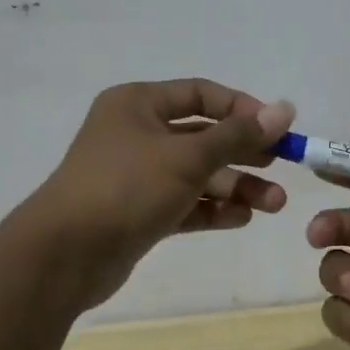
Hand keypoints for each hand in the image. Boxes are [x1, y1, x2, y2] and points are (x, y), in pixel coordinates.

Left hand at [32, 78, 295, 309]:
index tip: (277, 129)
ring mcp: (137, 175)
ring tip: (273, 205)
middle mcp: (137, 133)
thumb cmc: (126, 188)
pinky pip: (184, 203)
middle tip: (283, 168)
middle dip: (245, 154)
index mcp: (138, 104)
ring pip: (196, 174)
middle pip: (203, 137)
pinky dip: (212, 209)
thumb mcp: (187, 156)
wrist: (64, 255)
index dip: (242, 108)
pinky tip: (242, 218)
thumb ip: (238, 135)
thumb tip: (286, 109)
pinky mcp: (139, 212)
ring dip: (235, 186)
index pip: (200, 94)